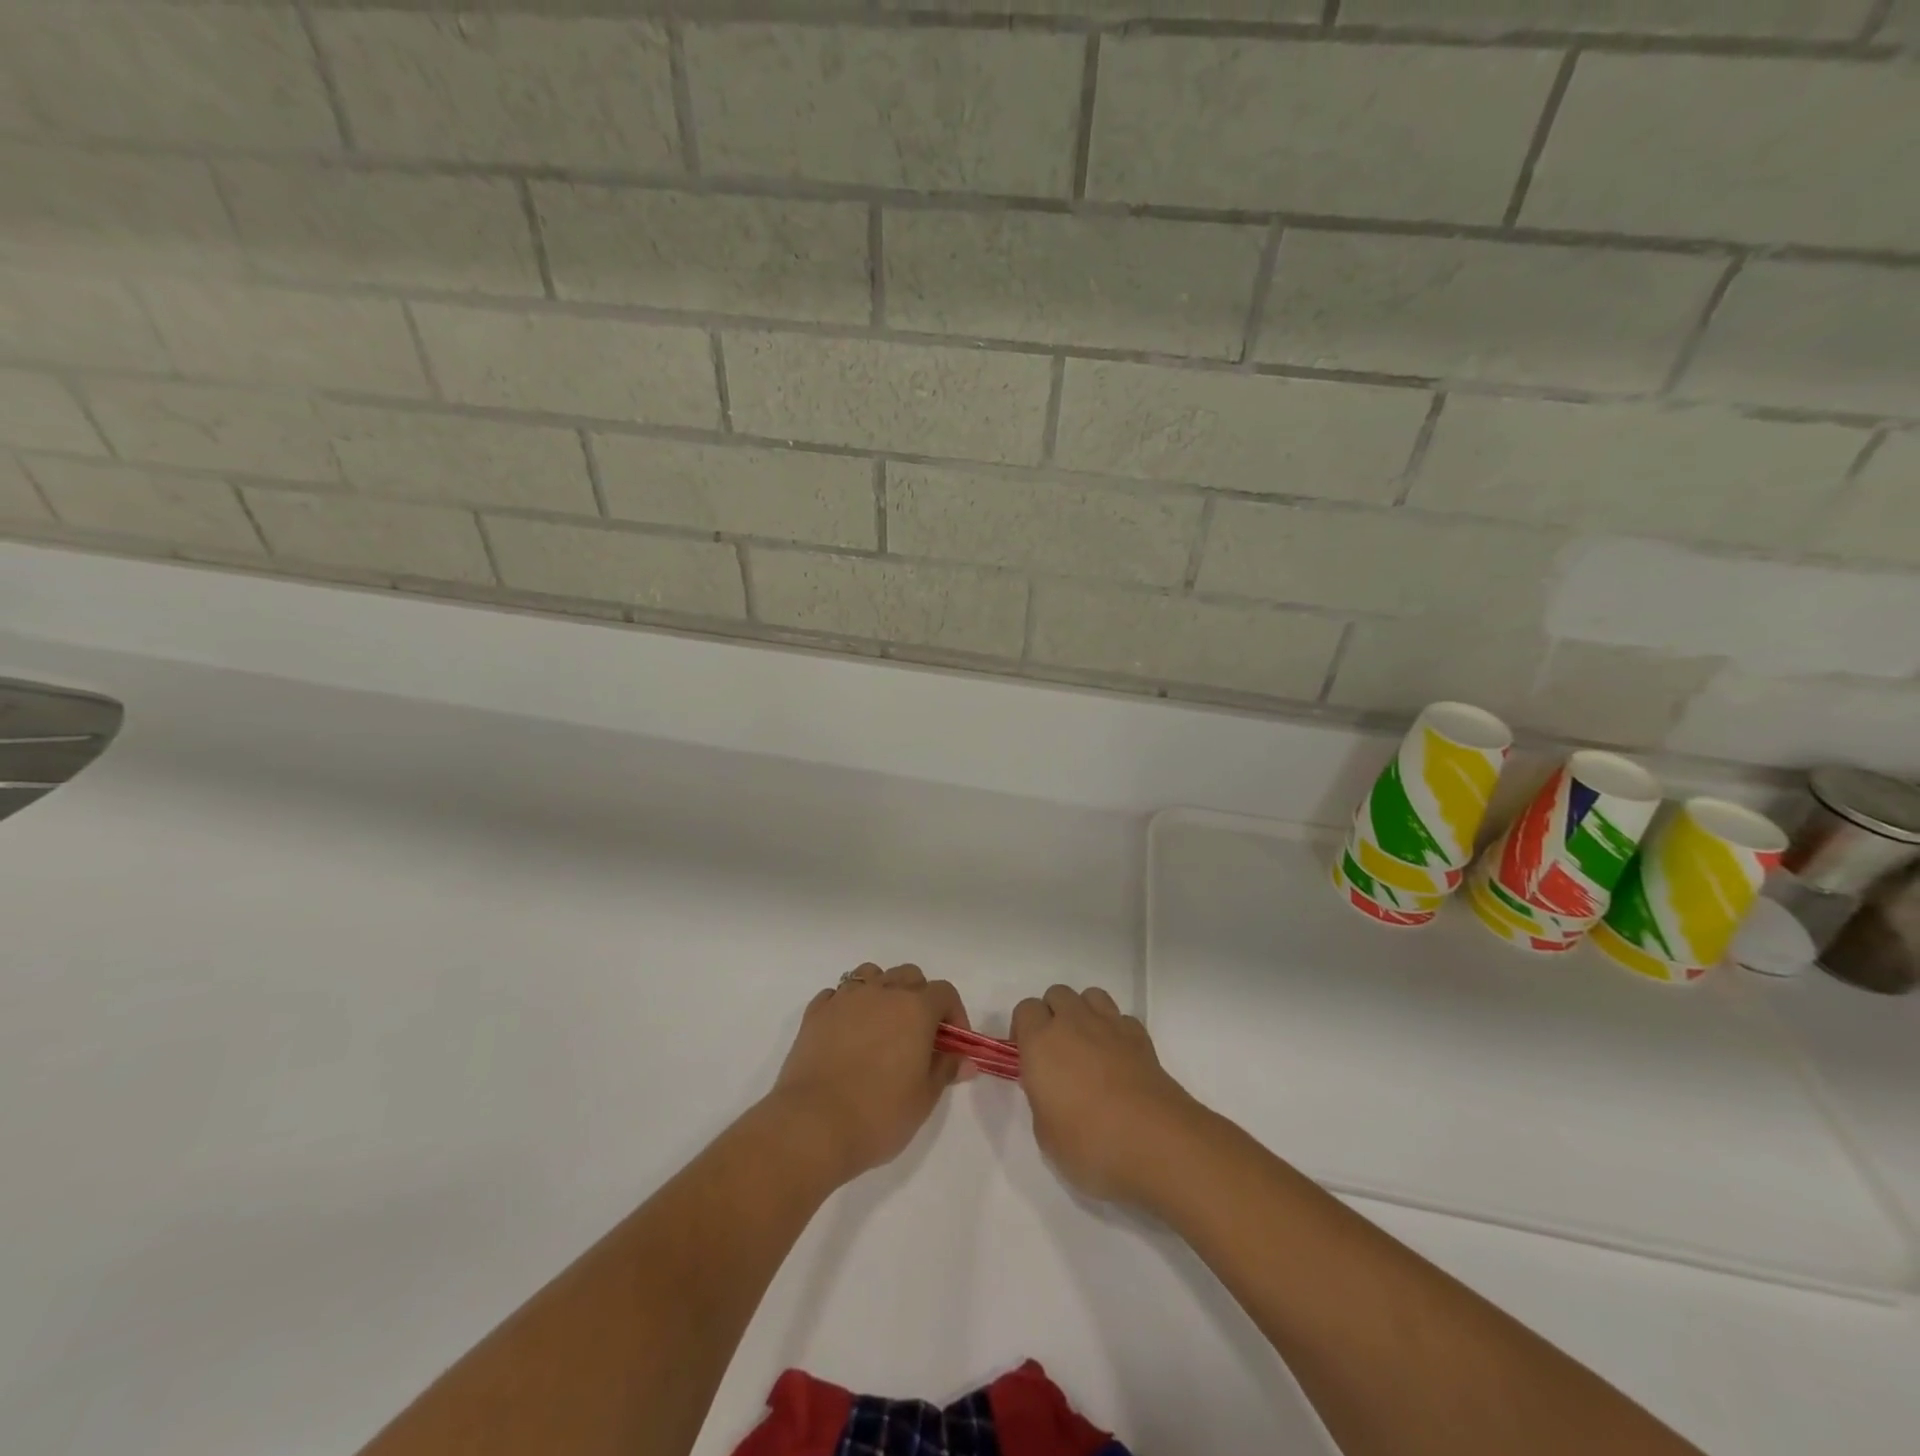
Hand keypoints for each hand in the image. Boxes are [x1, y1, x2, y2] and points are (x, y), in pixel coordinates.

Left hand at [769, 963, 970, 1184]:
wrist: (813, 1125)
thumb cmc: (879, 1114)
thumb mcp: (924, 1099)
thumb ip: (945, 1070)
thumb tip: (964, 1060)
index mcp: (915, 1008)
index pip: (944, 992)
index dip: (954, 1014)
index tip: (953, 1044)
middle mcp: (882, 992)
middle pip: (909, 975)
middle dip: (920, 998)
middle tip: (919, 1035)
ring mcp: (845, 999)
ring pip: (871, 975)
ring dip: (882, 991)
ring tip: (882, 1025)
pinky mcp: (816, 1013)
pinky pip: (837, 994)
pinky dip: (847, 1005)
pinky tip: (847, 1032)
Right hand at [1013, 984, 1200, 1206]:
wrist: (1157, 1144)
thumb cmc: (1091, 1144)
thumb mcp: (1046, 1135)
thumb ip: (1041, 1100)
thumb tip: (1049, 1088)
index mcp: (1041, 1043)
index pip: (1025, 1010)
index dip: (1024, 1029)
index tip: (1029, 1059)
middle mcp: (1073, 1023)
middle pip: (1057, 994)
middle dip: (1053, 1015)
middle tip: (1057, 1053)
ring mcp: (1110, 1025)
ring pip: (1090, 996)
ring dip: (1084, 1013)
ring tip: (1088, 1047)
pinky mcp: (1141, 1037)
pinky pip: (1121, 1018)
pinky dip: (1116, 1030)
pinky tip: (1118, 1058)